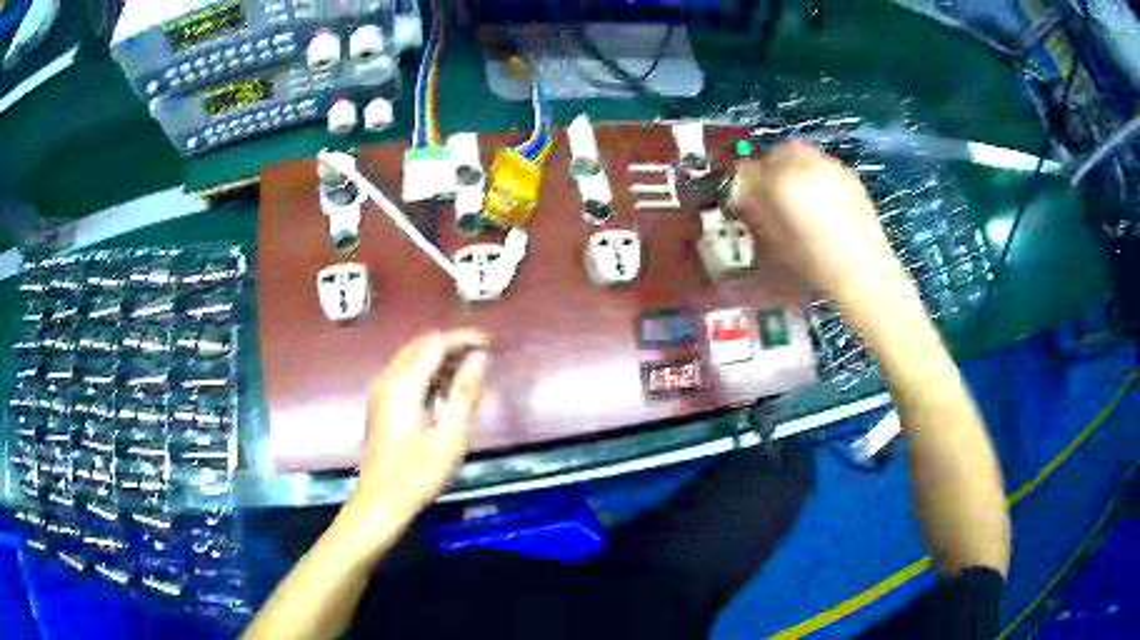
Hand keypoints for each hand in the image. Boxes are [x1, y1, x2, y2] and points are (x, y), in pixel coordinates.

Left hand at [351, 330, 489, 526]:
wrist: (382, 501)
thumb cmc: (418, 473)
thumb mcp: (450, 436)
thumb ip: (465, 393)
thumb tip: (481, 357)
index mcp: (404, 384)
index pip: (436, 343)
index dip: (464, 339)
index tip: (491, 344)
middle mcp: (388, 379)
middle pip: (421, 345)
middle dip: (453, 345)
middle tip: (484, 356)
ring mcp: (381, 392)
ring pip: (412, 359)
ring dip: (440, 359)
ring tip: (471, 372)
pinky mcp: (381, 405)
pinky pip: (406, 375)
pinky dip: (428, 373)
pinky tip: (446, 390)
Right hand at [735, 141, 910, 309]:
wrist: (863, 272)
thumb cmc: (815, 264)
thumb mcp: (775, 241)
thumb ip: (756, 210)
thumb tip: (744, 193)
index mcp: (782, 181)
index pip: (750, 168)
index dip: (745, 183)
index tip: (746, 198)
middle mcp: (806, 164)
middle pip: (778, 152)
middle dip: (771, 167)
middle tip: (770, 190)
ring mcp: (831, 166)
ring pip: (802, 154)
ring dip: (793, 167)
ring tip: (797, 194)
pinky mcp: (850, 175)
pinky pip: (823, 164)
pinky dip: (815, 173)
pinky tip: (820, 199)